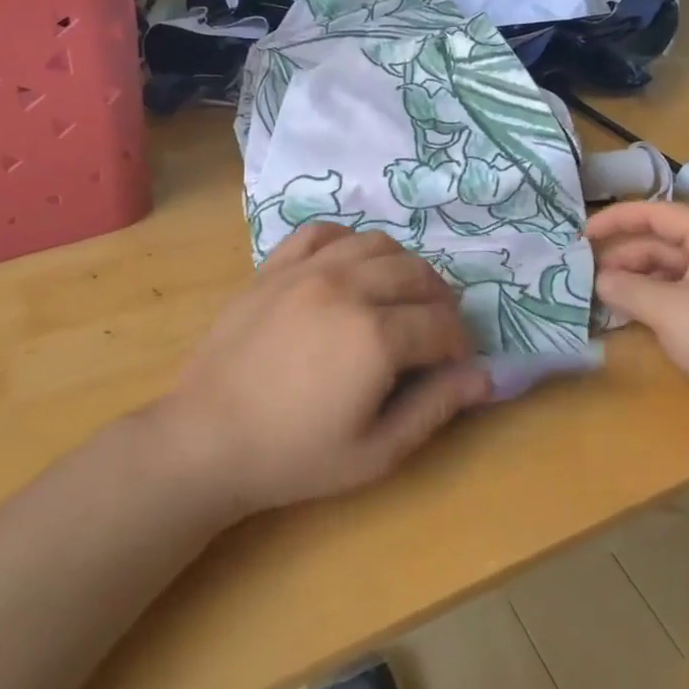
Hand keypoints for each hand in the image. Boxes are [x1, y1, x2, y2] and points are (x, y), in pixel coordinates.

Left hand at [159, 224, 490, 514]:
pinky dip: (349, 241)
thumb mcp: (375, 451)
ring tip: (399, 298)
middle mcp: (348, 288)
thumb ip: (435, 408)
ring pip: (378, 244)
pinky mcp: (274, 266)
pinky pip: (323, 232)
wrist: (205, 441)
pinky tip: (350, 267)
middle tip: (434, 332)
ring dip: (402, 268)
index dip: (460, 344)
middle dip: (439, 302)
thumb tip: (484, 376)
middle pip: (418, 275)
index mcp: (375, 336)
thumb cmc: (293, 457)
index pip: (441, 324)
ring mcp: (307, 270)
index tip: (455, 364)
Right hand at [586, 201, 688, 441]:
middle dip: (623, 256)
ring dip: (635, 282)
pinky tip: (627, 317)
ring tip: (599, 297)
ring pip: (669, 273)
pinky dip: (652, 304)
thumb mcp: (670, 309)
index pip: (657, 213)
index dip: (617, 219)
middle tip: (584, 275)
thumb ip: (629, 289)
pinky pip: (680, 300)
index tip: (581, 235)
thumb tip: (599, 279)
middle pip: (662, 243)